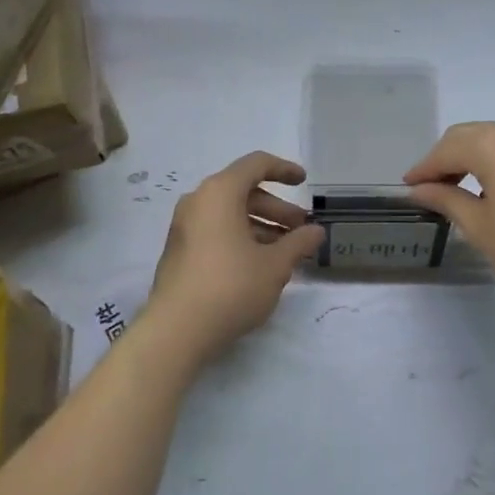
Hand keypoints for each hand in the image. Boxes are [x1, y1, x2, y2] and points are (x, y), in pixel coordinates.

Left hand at [145, 152, 325, 361]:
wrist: (177, 329)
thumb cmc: (231, 286)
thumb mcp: (275, 265)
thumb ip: (299, 243)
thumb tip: (316, 231)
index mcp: (219, 192)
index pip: (256, 165)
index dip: (284, 170)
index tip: (304, 182)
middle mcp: (198, 202)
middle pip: (243, 192)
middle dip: (277, 208)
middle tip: (301, 229)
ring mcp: (184, 227)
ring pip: (230, 214)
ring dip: (261, 226)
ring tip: (286, 252)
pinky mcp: (179, 251)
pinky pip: (216, 231)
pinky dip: (241, 238)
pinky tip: (260, 265)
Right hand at [405, 121, 494, 300]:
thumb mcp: (479, 226)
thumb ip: (446, 200)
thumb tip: (420, 189)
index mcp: (492, 144)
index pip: (446, 150)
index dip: (424, 168)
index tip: (408, 186)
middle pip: (470, 136)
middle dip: (447, 158)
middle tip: (432, 186)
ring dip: (475, 158)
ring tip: (463, 188)